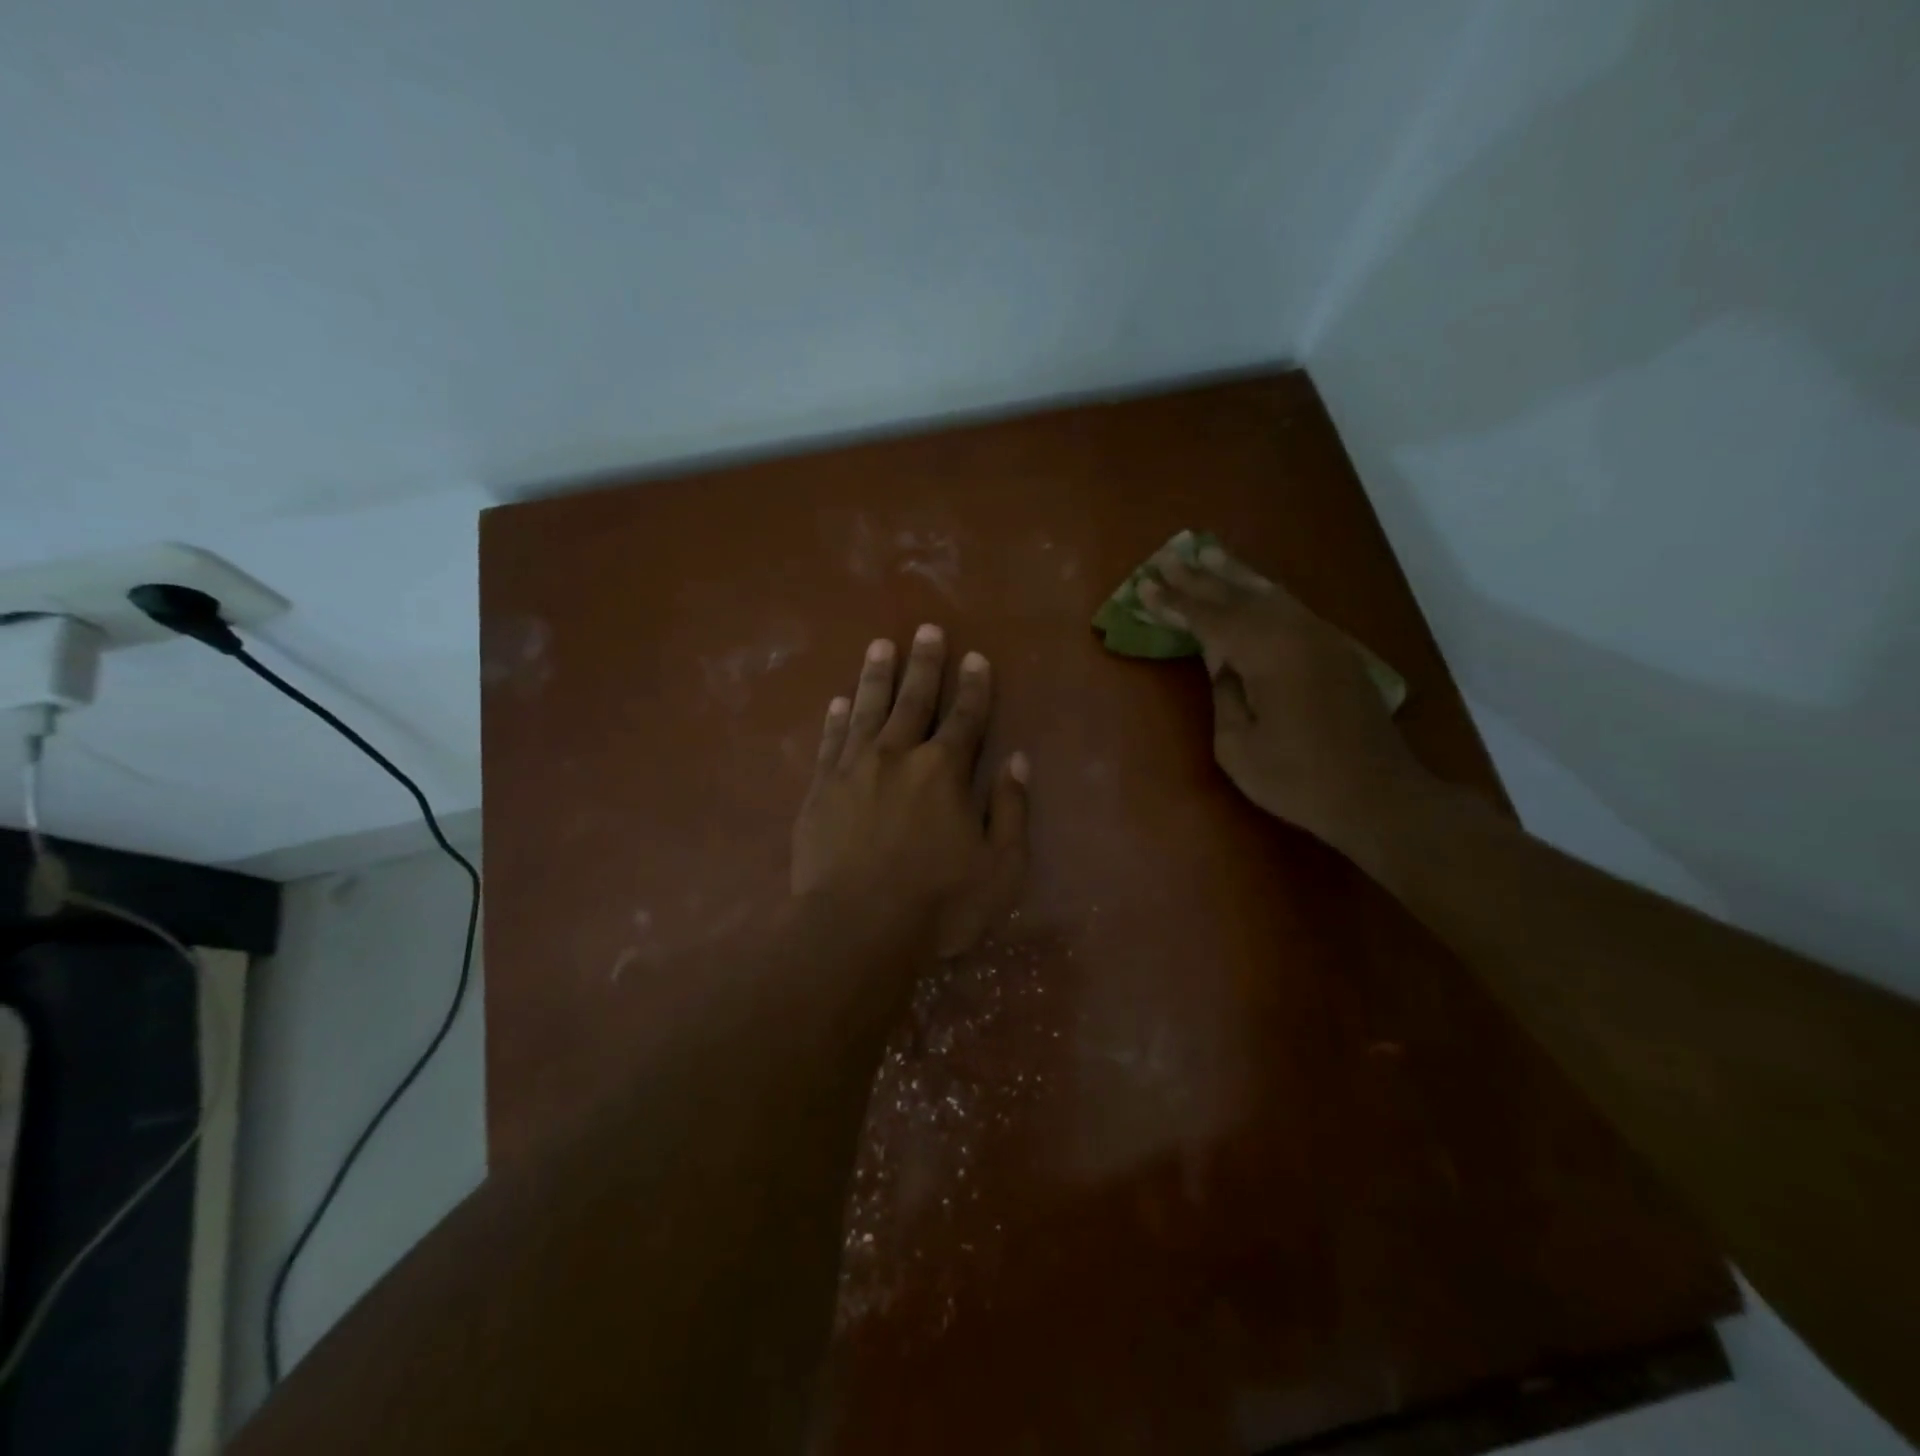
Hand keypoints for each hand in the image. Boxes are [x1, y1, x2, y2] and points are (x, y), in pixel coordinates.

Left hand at [793, 626, 1029, 957]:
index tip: (975, 657)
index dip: (974, 687)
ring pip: (868, 709)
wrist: (856, 929)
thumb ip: (1011, 809)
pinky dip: (837, 718)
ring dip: (877, 676)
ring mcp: (854, 769)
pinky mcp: (820, 790)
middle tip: (927, 629)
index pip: (965, 717)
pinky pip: (830, 741)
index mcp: (945, 771)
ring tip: (881, 645)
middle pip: (914, 700)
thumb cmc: (938, 904)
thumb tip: (1017, 761)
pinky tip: (840, 700)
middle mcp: (899, 756)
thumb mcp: (1000, 866)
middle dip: (925, 664)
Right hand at [1138, 544, 1427, 855]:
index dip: (1175, 604)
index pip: (1210, 619)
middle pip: (1239, 596)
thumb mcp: (1238, 746)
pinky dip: (1263, 593)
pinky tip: (1253, 588)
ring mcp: (1322, 638)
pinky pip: (1290, 608)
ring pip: (1270, 594)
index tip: (1144, 586)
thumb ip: (1224, 694)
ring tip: (1207, 554)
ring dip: (1235, 575)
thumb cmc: (1297, 779)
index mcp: (1268, 653)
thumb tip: (1222, 662)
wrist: (1378, 795)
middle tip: (1168, 557)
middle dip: (1200, 578)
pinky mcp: (1336, 651)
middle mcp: (1296, 633)